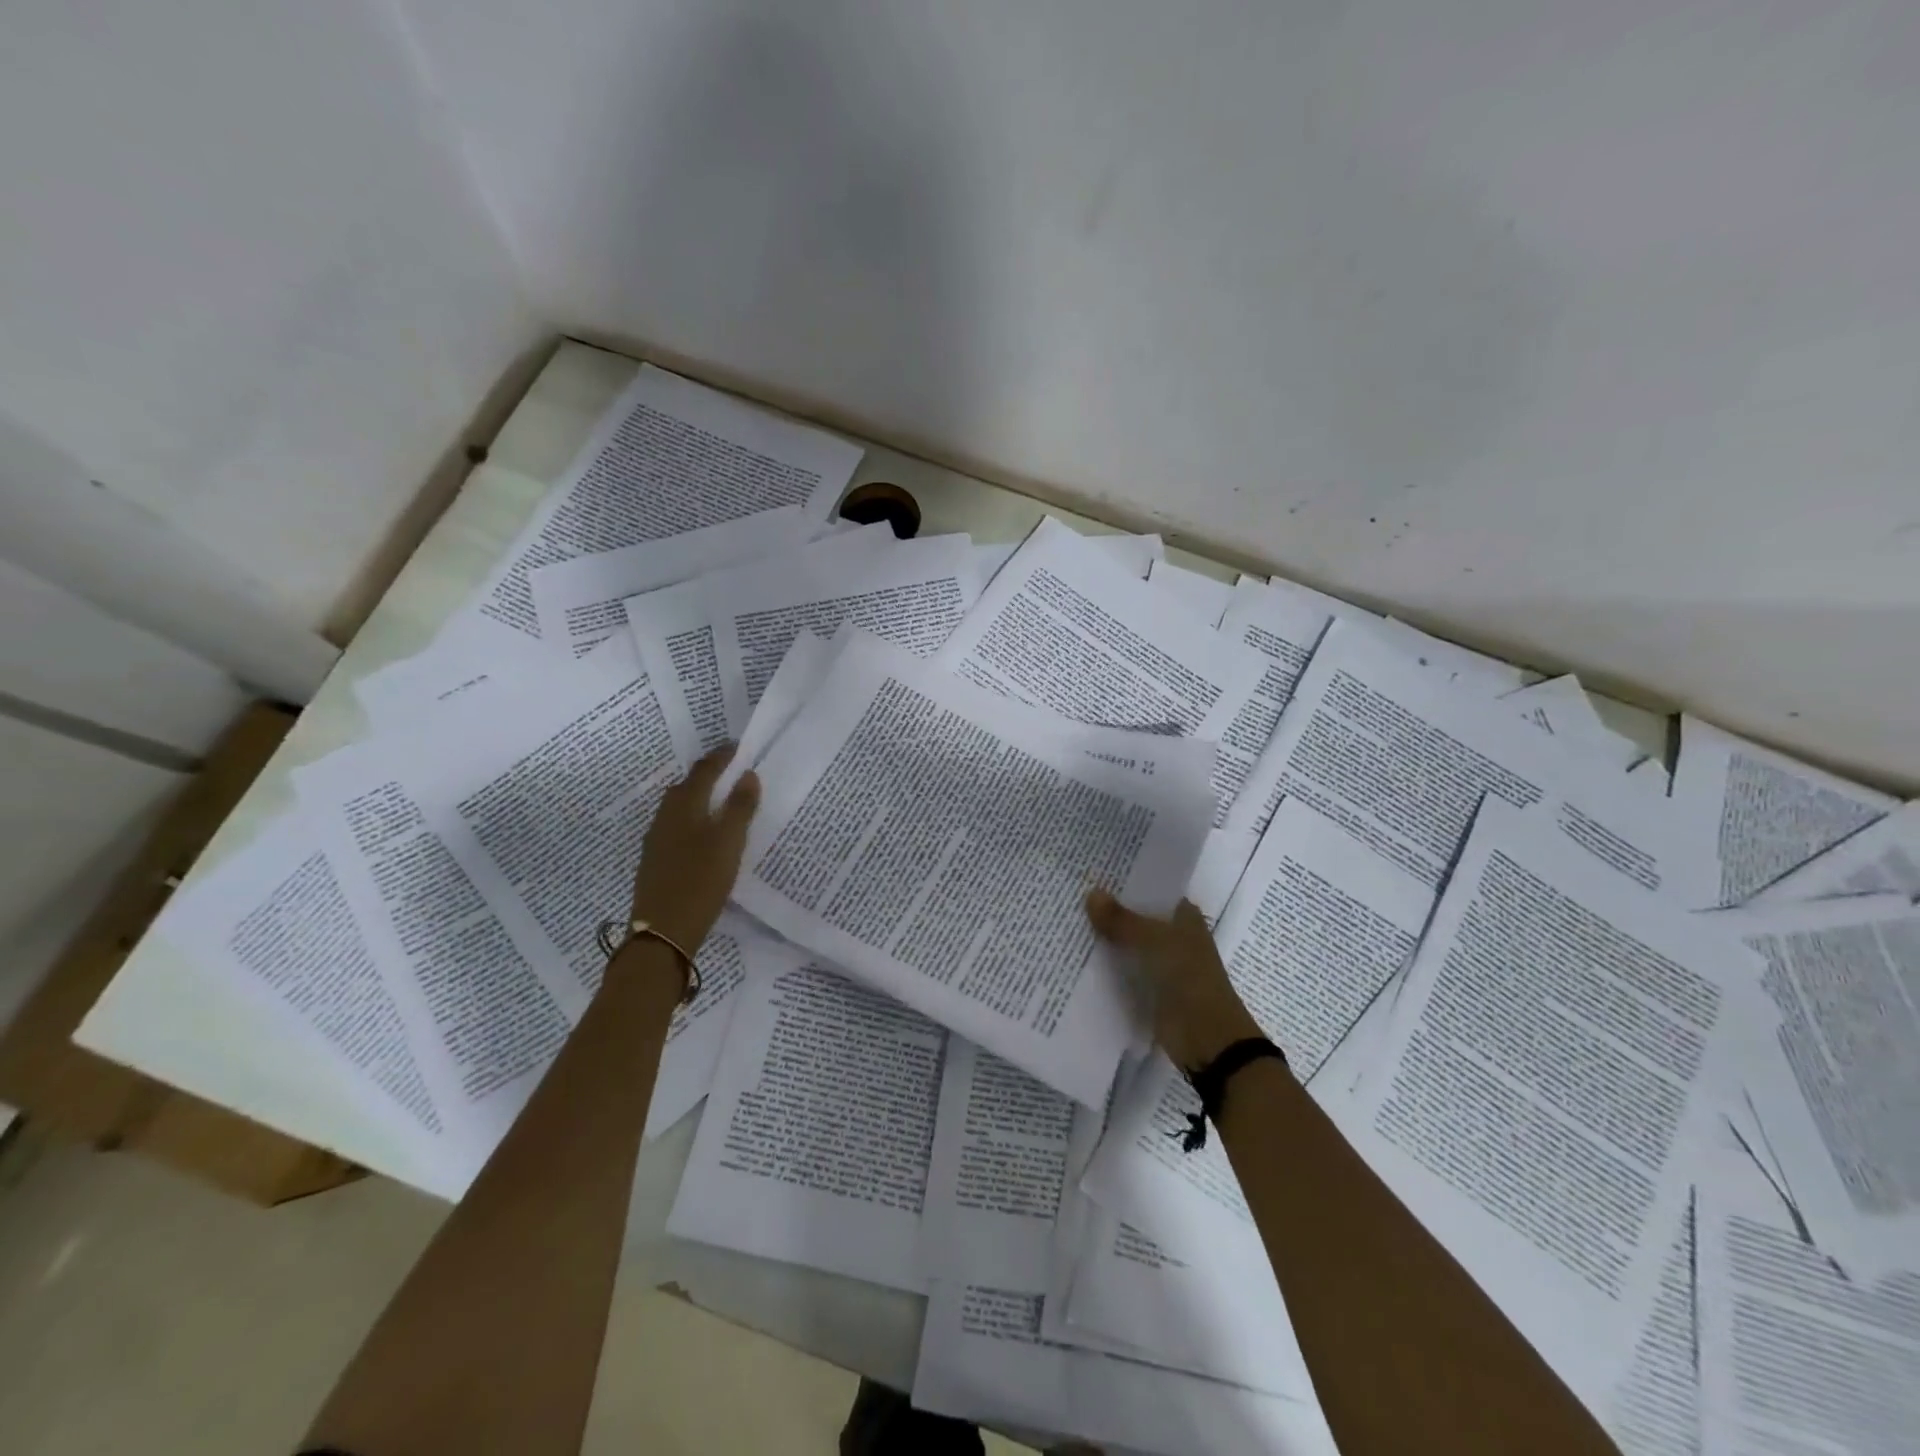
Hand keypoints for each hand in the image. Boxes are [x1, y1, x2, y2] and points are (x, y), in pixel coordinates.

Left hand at [629, 747, 760, 951]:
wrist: (662, 931)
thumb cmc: (701, 881)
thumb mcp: (729, 843)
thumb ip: (740, 807)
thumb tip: (748, 775)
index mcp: (684, 806)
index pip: (704, 770)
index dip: (721, 756)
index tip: (738, 747)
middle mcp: (665, 816)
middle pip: (687, 785)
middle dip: (708, 775)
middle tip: (732, 773)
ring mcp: (656, 839)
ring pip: (679, 807)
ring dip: (699, 798)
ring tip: (722, 802)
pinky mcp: (655, 860)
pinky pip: (676, 827)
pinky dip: (693, 820)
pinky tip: (704, 836)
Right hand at [1086, 888, 1262, 1072]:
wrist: (1207, 1039)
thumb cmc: (1187, 978)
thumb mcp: (1153, 942)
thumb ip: (1121, 919)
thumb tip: (1091, 893)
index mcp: (1184, 917)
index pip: (1151, 890)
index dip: (1126, 882)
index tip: (1093, 872)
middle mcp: (1174, 936)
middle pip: (1137, 916)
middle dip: (1109, 909)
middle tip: (1071, 894)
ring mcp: (1162, 964)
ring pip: (1128, 943)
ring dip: (1105, 938)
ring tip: (1067, 921)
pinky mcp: (1150, 989)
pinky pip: (1124, 970)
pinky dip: (1106, 965)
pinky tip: (1077, 955)